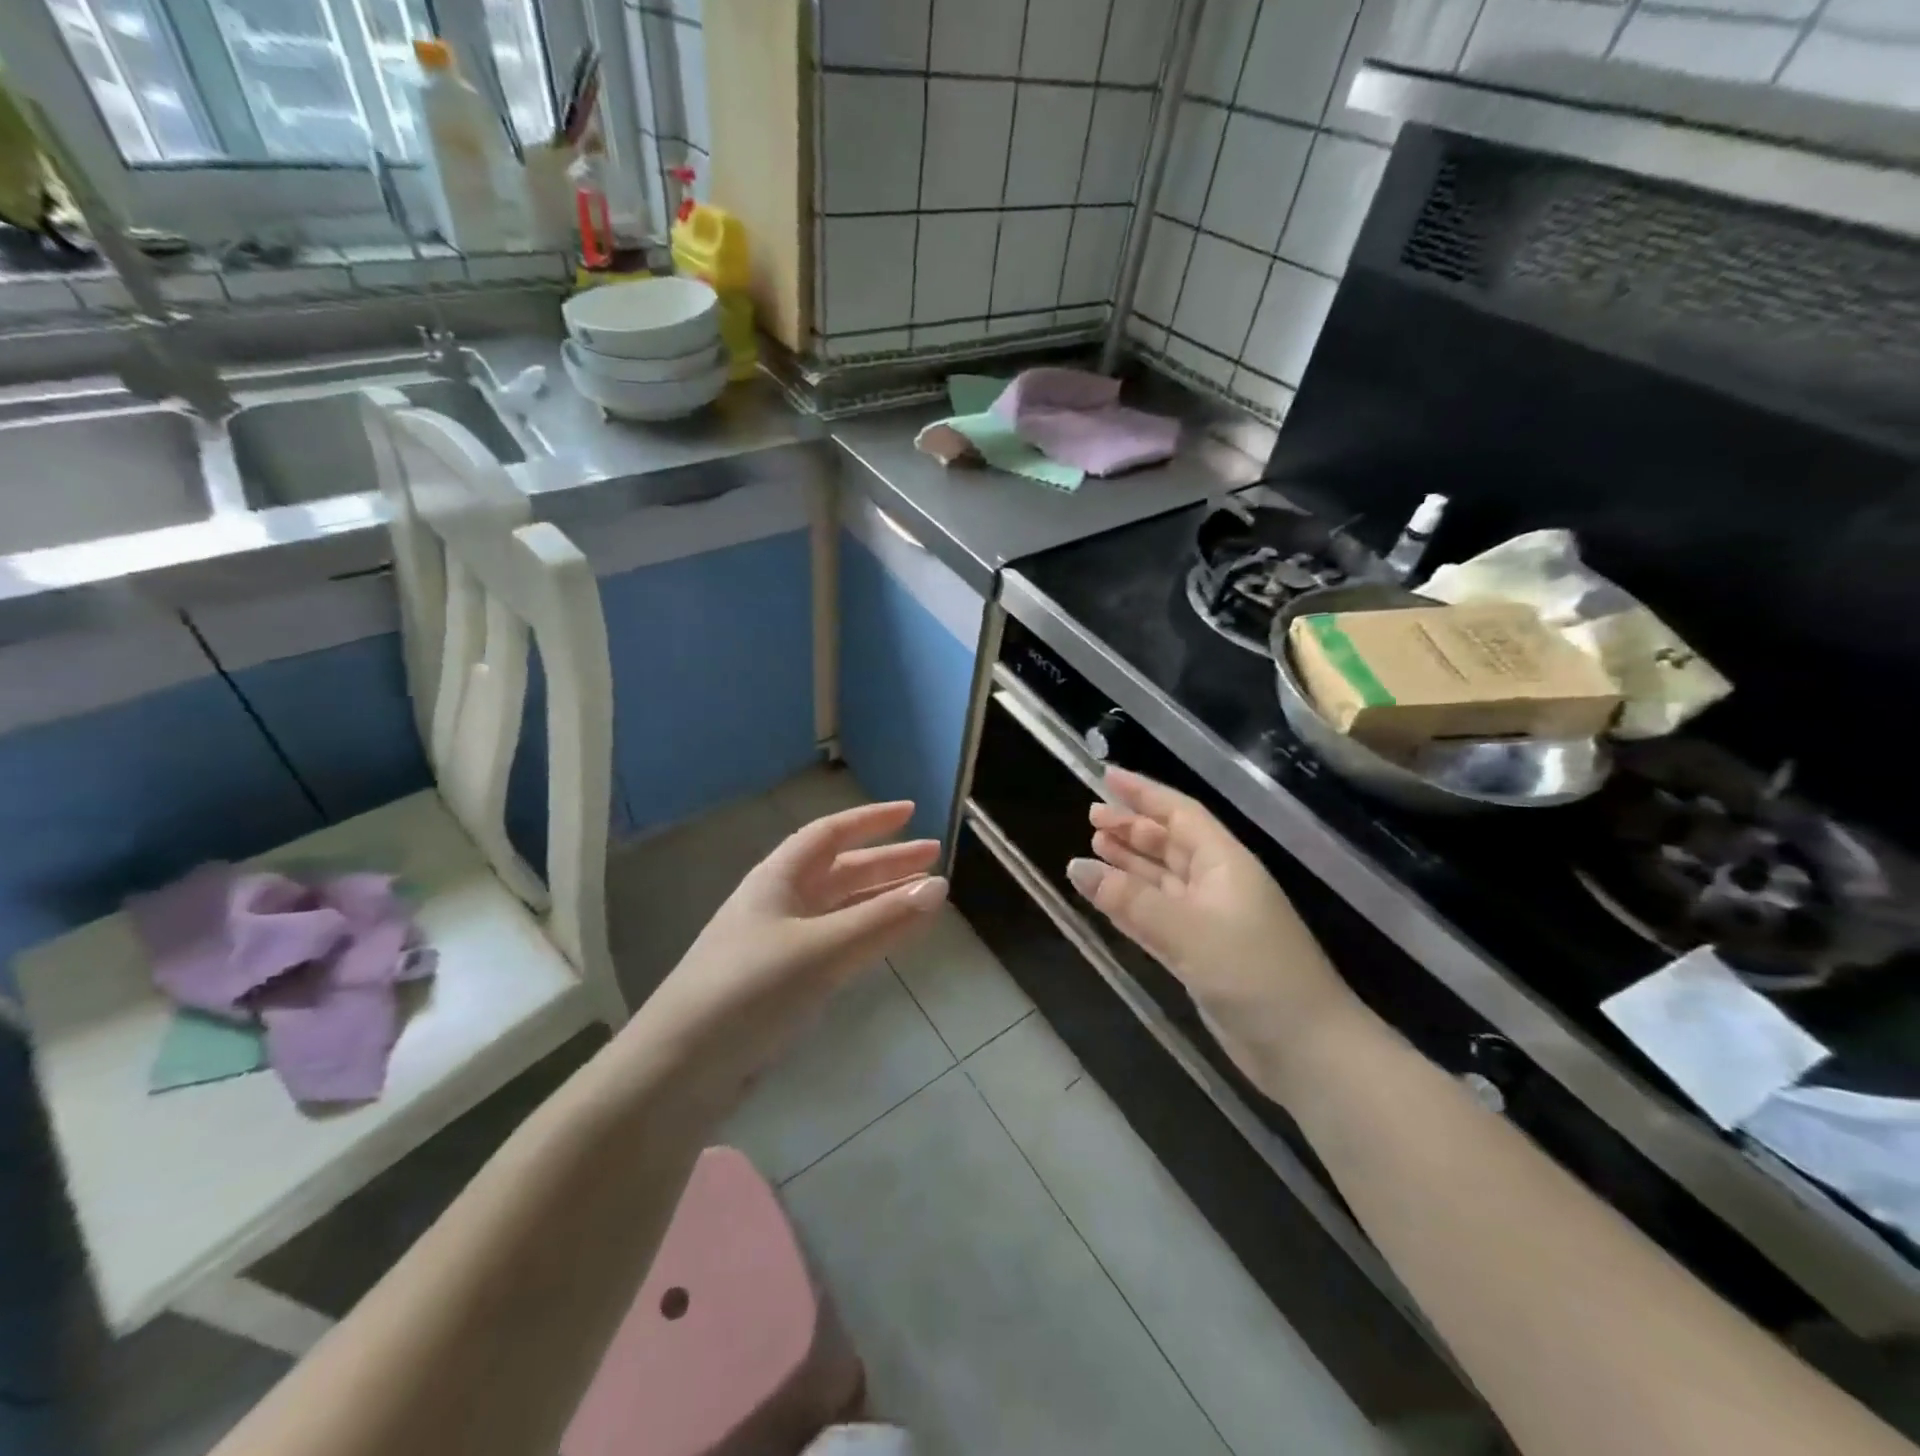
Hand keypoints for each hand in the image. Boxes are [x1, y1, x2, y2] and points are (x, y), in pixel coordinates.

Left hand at [629, 801, 947, 1104]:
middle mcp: (777, 903)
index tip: (912, 812)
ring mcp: (777, 944)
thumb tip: (939, 887)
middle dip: (886, 862)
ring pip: (838, 908)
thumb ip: (882, 920)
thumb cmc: (750, 990)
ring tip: (923, 898)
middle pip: (839, 870)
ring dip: (879, 899)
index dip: (871, 820)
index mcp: (778, 879)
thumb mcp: (822, 950)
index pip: (830, 834)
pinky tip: (884, 941)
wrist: (678, 1069)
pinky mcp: (779, 982)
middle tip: (934, 859)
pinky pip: (833, 942)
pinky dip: (865, 934)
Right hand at [1067, 769, 1361, 1095]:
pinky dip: (1130, 905)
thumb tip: (1075, 867)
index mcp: (1225, 863)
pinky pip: (1155, 917)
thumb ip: (1130, 899)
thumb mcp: (1188, 930)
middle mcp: (1216, 884)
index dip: (1144, 793)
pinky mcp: (1199, 955)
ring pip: (1159, 880)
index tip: (1107, 776)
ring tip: (1093, 847)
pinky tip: (1105, 896)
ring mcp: (1208, 921)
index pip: (1180, 814)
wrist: (1304, 1049)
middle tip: (1090, 817)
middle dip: (1131, 828)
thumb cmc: (1254, 973)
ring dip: (1128, 864)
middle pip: (1168, 844)